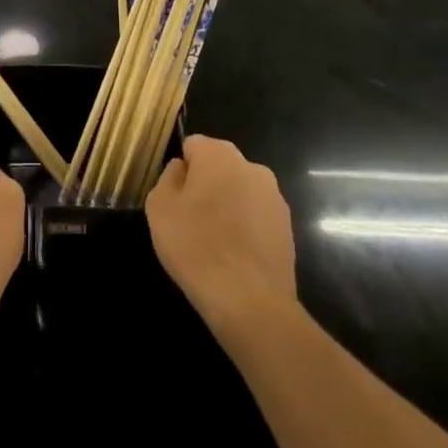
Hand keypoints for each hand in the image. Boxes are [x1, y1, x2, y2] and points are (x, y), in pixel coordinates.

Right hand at [146, 135, 296, 340]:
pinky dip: (246, 228)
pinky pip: (257, 217)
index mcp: (219, 154)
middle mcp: (252, 166)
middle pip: (220, 167)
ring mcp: (274, 197)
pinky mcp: (288, 227)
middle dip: (206, 185)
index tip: (176, 199)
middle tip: (191, 220)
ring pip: (240, 192)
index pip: (193, 146)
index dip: (181, 171)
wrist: (250, 301)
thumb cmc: (196, 246)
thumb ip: (168, 177)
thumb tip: (182, 169)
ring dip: (228, 206)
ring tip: (214, 242)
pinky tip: (235, 256)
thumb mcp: (159, 207)